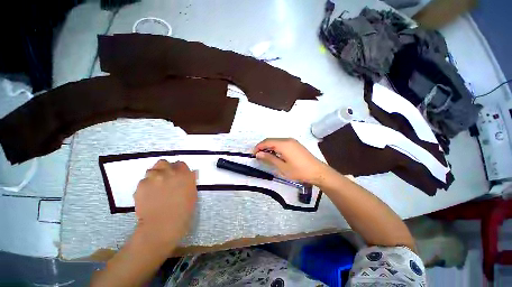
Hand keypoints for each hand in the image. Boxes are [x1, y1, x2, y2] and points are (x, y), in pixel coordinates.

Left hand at [134, 160, 197, 249]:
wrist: (162, 225)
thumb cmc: (183, 210)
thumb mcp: (192, 193)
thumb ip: (190, 180)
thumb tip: (191, 173)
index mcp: (184, 174)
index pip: (180, 164)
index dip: (178, 170)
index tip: (178, 176)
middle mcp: (169, 172)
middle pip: (163, 163)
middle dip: (164, 169)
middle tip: (165, 179)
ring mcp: (154, 178)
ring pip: (151, 171)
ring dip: (154, 176)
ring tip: (155, 188)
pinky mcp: (141, 186)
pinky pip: (143, 181)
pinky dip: (146, 186)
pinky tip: (148, 196)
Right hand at [253, 138, 328, 184]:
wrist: (317, 171)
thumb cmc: (299, 171)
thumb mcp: (282, 167)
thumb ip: (269, 159)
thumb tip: (258, 154)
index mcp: (283, 144)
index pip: (267, 142)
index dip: (258, 147)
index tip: (253, 154)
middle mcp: (287, 140)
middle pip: (271, 140)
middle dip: (263, 147)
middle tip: (258, 156)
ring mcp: (292, 141)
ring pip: (276, 141)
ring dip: (269, 147)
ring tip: (265, 156)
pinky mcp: (295, 144)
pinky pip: (282, 143)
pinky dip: (276, 147)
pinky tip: (275, 154)